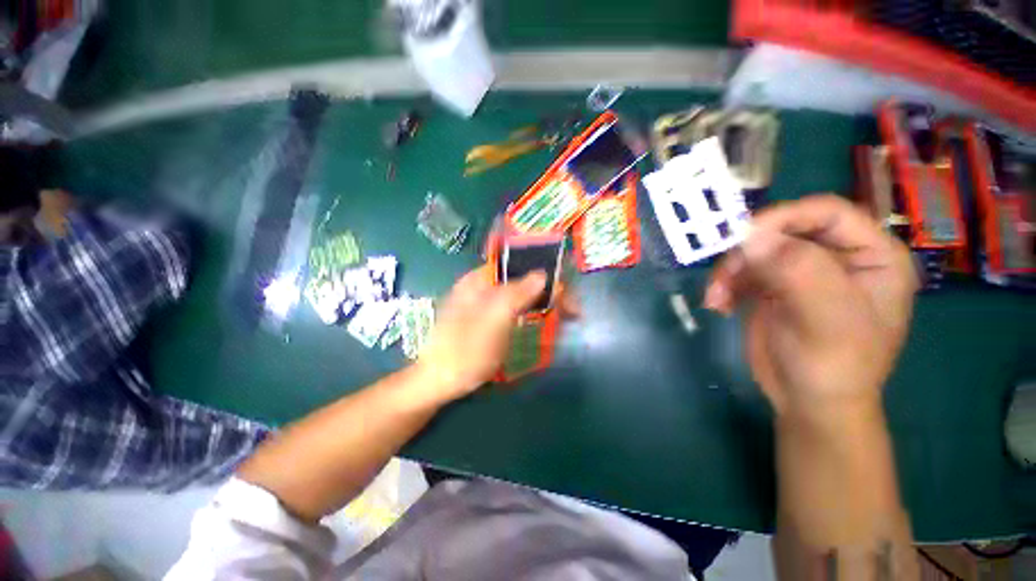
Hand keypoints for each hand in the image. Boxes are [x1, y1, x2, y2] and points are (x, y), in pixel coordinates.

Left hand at [416, 266, 571, 402]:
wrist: (436, 383)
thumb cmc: (462, 354)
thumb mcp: (491, 324)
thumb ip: (515, 296)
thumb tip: (543, 274)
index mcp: (479, 280)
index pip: (519, 266)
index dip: (546, 276)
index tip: (566, 296)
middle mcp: (482, 286)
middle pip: (522, 280)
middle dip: (548, 292)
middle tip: (572, 313)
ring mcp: (484, 303)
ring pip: (521, 295)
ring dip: (543, 304)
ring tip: (563, 319)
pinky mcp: (487, 319)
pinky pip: (515, 309)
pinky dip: (532, 314)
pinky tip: (542, 324)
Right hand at [704, 195, 918, 422]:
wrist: (809, 402)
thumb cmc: (833, 366)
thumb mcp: (826, 320)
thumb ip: (798, 271)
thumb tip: (752, 235)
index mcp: (872, 256)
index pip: (829, 213)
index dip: (785, 217)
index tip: (743, 236)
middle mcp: (838, 257)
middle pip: (785, 231)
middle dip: (749, 252)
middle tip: (724, 276)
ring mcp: (802, 272)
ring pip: (756, 251)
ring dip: (730, 272)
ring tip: (716, 298)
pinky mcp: (773, 287)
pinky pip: (743, 271)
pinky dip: (725, 285)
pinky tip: (718, 305)